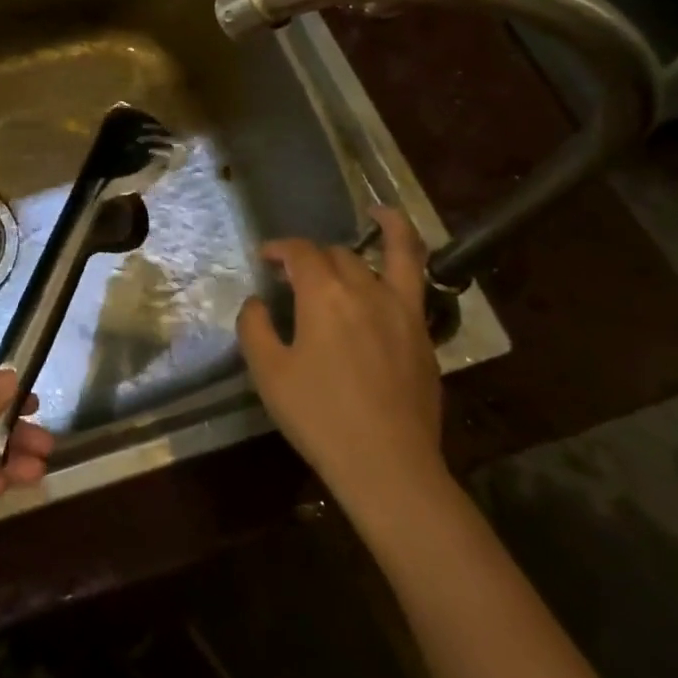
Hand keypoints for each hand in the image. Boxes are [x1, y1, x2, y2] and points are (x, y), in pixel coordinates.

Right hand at [236, 209, 445, 532]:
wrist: (388, 466)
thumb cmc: (319, 417)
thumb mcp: (268, 372)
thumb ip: (254, 327)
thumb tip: (258, 302)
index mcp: (323, 295)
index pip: (299, 253)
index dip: (278, 248)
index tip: (264, 258)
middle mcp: (365, 289)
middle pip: (337, 254)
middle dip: (312, 256)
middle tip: (295, 273)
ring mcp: (401, 309)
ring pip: (391, 254)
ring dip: (384, 228)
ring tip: (377, 211)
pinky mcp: (423, 334)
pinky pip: (418, 282)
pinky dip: (410, 257)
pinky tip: (398, 262)